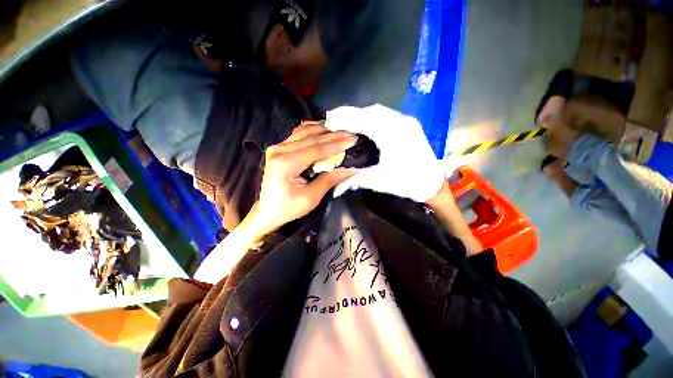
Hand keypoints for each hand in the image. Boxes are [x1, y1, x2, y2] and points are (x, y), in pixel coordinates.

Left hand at [249, 123, 358, 235]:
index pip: (316, 149)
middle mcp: (279, 150)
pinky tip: (323, 129)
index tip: (353, 140)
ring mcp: (277, 147)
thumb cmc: (288, 208)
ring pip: (305, 132)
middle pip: (312, 138)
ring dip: (325, 131)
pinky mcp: (279, 148)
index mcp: (285, 163)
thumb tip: (351, 168)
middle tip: (352, 134)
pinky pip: (298, 134)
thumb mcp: (311, 198)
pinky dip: (312, 130)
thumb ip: (329, 180)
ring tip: (342, 131)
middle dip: (334, 136)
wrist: (268, 211)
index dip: (336, 144)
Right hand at [325, 105, 445, 202]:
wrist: (432, 183)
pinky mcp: (408, 123)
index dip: (343, 120)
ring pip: (377, 110)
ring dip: (358, 112)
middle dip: (348, 112)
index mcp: (392, 135)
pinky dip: (369, 115)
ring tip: (342, 117)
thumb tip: (335, 189)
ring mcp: (406, 120)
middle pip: (369, 111)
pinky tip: (361, 121)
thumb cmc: (406, 183)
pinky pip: (384, 113)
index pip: (363, 121)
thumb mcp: (379, 181)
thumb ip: (355, 180)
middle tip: (330, 117)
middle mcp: (400, 122)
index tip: (328, 122)